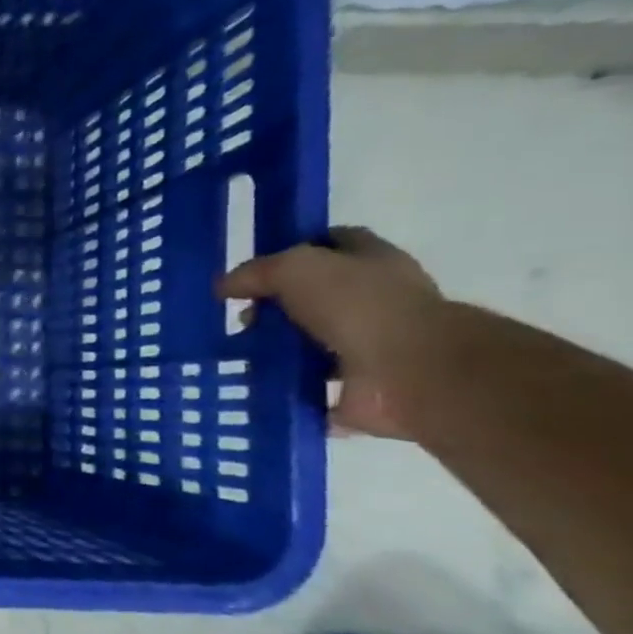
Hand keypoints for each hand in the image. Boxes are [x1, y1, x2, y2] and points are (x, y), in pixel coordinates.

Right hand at [216, 227, 444, 437]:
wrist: (409, 372)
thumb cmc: (359, 306)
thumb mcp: (296, 269)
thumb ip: (256, 273)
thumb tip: (224, 286)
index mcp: (372, 262)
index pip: (332, 243)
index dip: (292, 250)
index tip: (253, 271)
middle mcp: (375, 300)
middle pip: (315, 297)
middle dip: (275, 308)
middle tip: (241, 320)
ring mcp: (369, 346)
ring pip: (310, 343)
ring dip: (277, 351)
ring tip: (235, 357)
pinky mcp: (358, 389)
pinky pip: (311, 388)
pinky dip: (286, 390)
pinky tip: (251, 387)